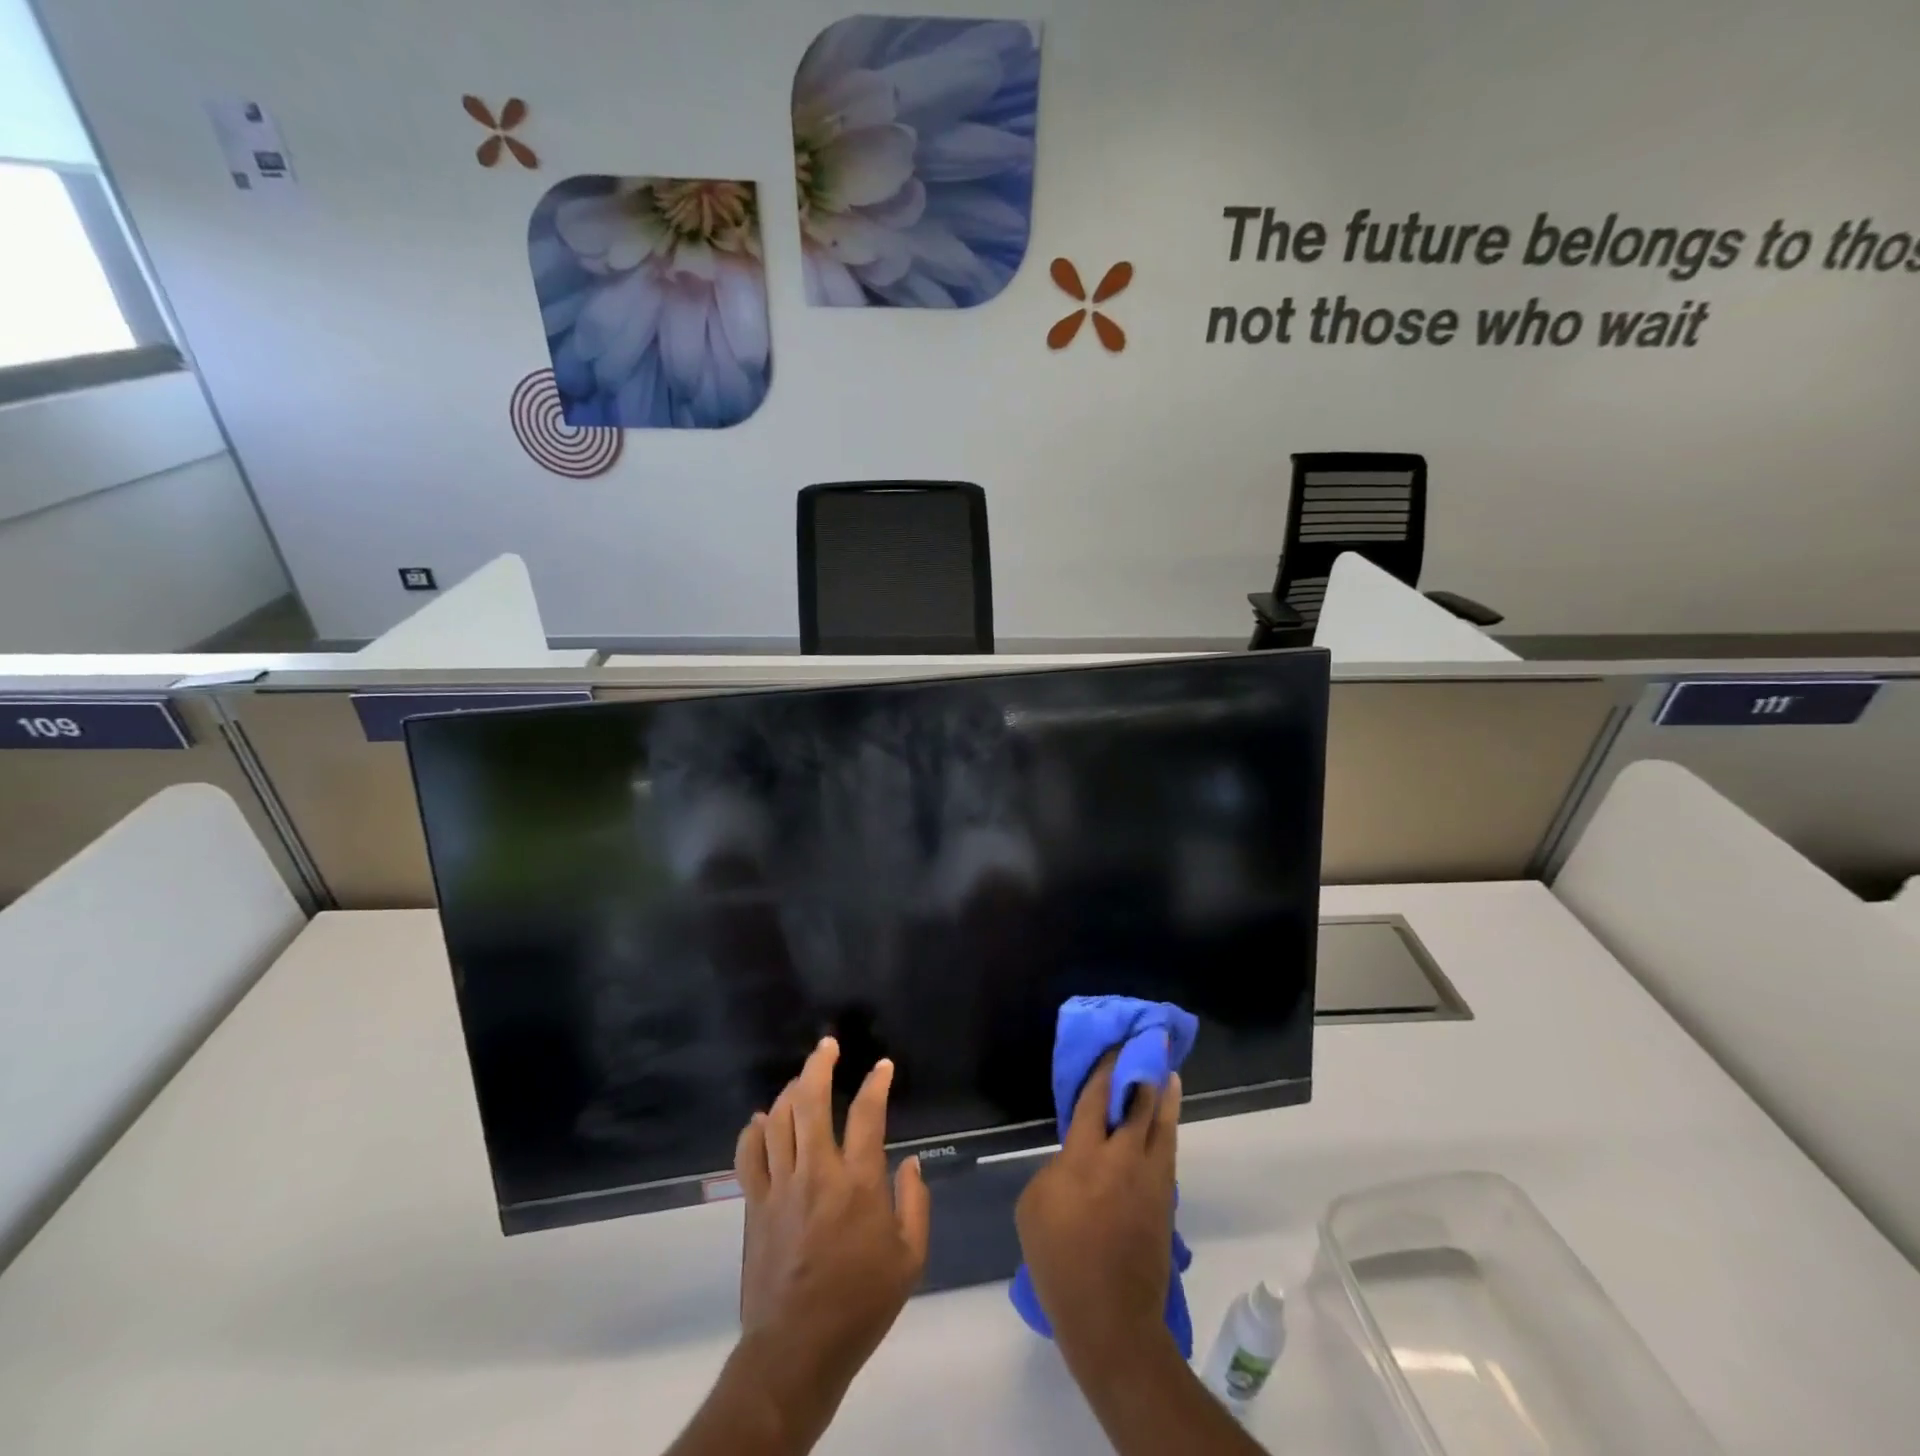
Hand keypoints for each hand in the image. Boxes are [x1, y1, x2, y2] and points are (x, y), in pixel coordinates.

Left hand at [733, 1038, 930, 1419]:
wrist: (796, 1350)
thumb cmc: (860, 1305)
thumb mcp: (909, 1260)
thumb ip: (915, 1203)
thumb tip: (913, 1161)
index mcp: (858, 1183)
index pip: (868, 1114)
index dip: (877, 1083)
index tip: (882, 1067)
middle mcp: (817, 1172)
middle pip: (811, 1101)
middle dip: (819, 1065)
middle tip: (827, 1046)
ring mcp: (780, 1186)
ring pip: (779, 1119)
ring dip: (790, 1090)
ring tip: (801, 1079)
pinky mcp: (754, 1205)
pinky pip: (749, 1154)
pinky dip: (753, 1130)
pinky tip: (761, 1119)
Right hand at [1015, 1057, 1181, 1370]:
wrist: (1111, 1320)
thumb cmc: (1060, 1261)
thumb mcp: (1034, 1206)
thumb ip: (1057, 1168)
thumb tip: (1076, 1159)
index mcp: (1085, 1156)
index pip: (1098, 1098)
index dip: (1106, 1069)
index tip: (1115, 1046)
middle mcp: (1123, 1159)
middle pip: (1140, 1104)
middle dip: (1145, 1072)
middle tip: (1151, 1047)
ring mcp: (1150, 1180)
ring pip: (1163, 1126)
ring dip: (1166, 1097)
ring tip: (1170, 1074)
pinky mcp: (1165, 1202)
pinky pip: (1167, 1153)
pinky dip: (1167, 1130)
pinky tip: (1165, 1121)